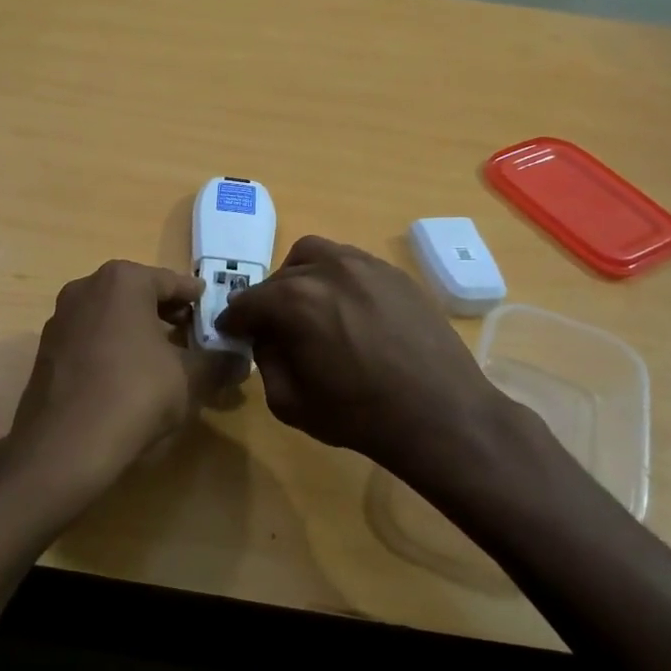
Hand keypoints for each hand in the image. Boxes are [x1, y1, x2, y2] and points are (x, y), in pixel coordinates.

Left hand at [2, 260, 239, 512]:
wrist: (63, 447)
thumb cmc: (135, 395)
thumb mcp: (190, 379)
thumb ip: (219, 362)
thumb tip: (240, 360)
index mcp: (123, 281)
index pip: (173, 282)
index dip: (198, 301)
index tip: (216, 317)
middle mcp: (86, 288)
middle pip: (139, 295)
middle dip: (168, 315)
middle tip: (194, 338)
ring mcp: (60, 319)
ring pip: (112, 317)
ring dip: (139, 333)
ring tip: (165, 361)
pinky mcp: (45, 351)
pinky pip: (90, 340)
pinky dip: (112, 350)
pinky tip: (128, 379)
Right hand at [216, 236, 536, 481]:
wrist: (440, 414)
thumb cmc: (359, 414)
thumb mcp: (290, 401)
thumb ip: (266, 361)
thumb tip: (266, 338)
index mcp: (294, 300)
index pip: (248, 302)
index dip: (234, 320)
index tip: (231, 331)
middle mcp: (327, 270)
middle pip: (280, 276)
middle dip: (268, 301)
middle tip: (272, 327)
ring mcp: (366, 265)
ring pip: (315, 256)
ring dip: (300, 278)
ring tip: (309, 308)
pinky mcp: (395, 273)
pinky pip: (351, 264)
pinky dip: (336, 279)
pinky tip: (348, 310)